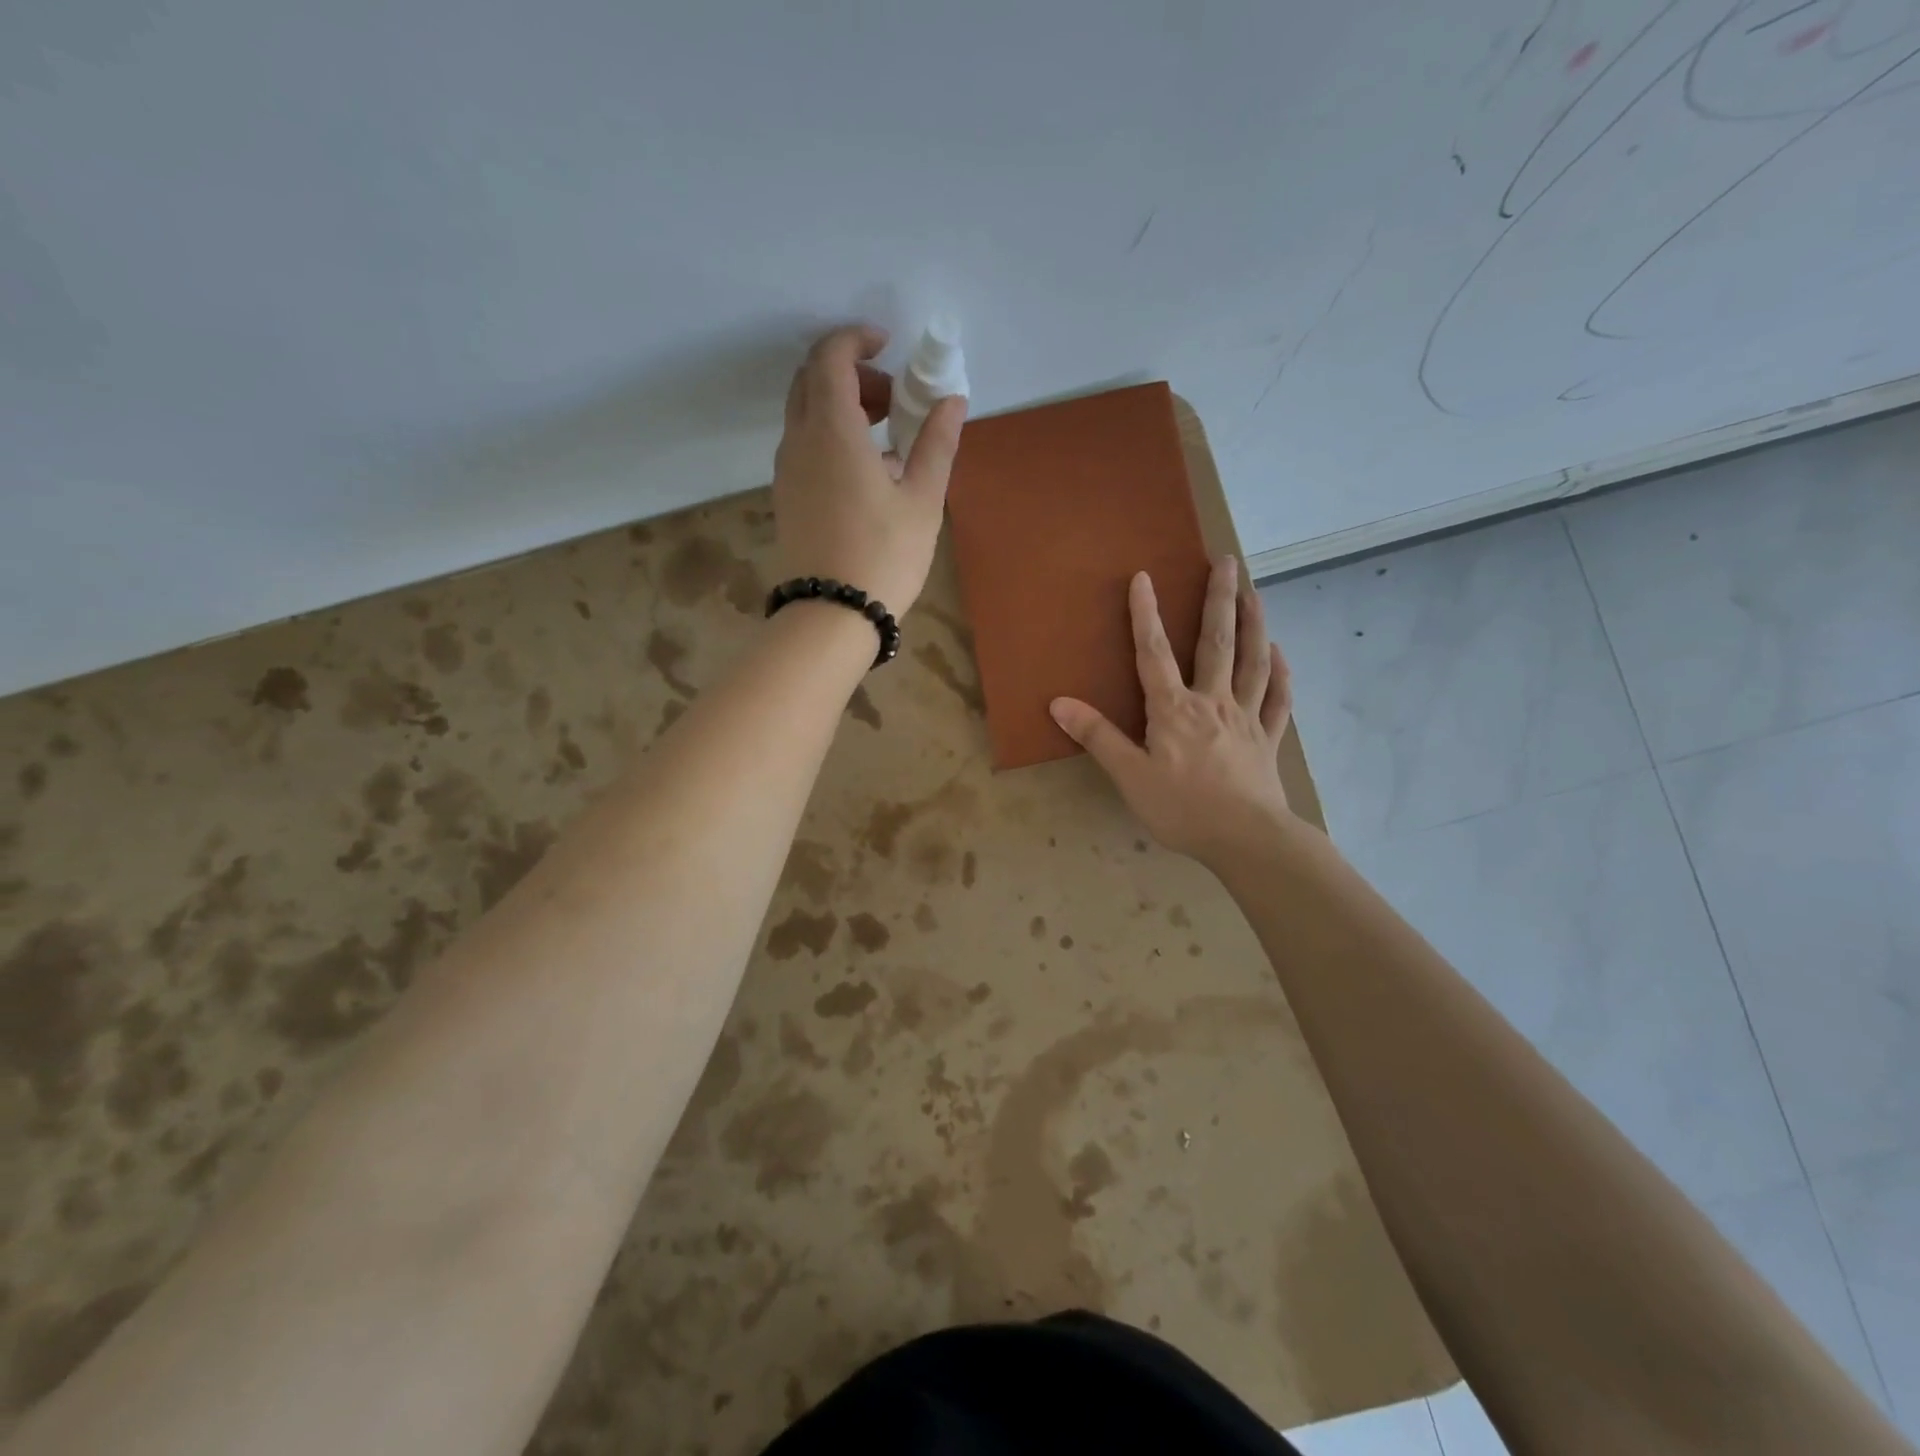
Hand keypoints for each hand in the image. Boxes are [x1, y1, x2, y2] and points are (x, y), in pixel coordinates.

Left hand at [772, 324, 966, 615]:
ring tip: (886, 439)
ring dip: (841, 407)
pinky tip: (866, 473)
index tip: (888, 346)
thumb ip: (936, 444)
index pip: (830, 357)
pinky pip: (804, 446)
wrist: (831, 615)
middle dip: (852, 373)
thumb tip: (952, 401)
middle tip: (893, 398)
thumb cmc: (884, 555)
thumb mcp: (921, 500)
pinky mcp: (786, 497)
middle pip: (812, 380)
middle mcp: (799, 440)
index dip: (856, 339)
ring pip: (805, 414)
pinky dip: (831, 437)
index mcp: (832, 430)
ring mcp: (787, 470)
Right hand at [1049, 557, 1293, 865]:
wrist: (1246, 839)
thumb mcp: (1129, 776)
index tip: (1144, 577)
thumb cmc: (1182, 808)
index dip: (1146, 615)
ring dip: (1254, 624)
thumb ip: (1098, 737)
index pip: (1154, 653)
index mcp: (1174, 710)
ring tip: (1255, 593)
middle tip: (1228, 562)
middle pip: (1216, 643)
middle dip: (1219, 600)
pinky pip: (1277, 698)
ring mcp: (1246, 718)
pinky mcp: (1268, 739)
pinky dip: (1280, 673)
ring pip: (1253, 661)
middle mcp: (1212, 702)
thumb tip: (1059, 703)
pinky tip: (1280, 653)